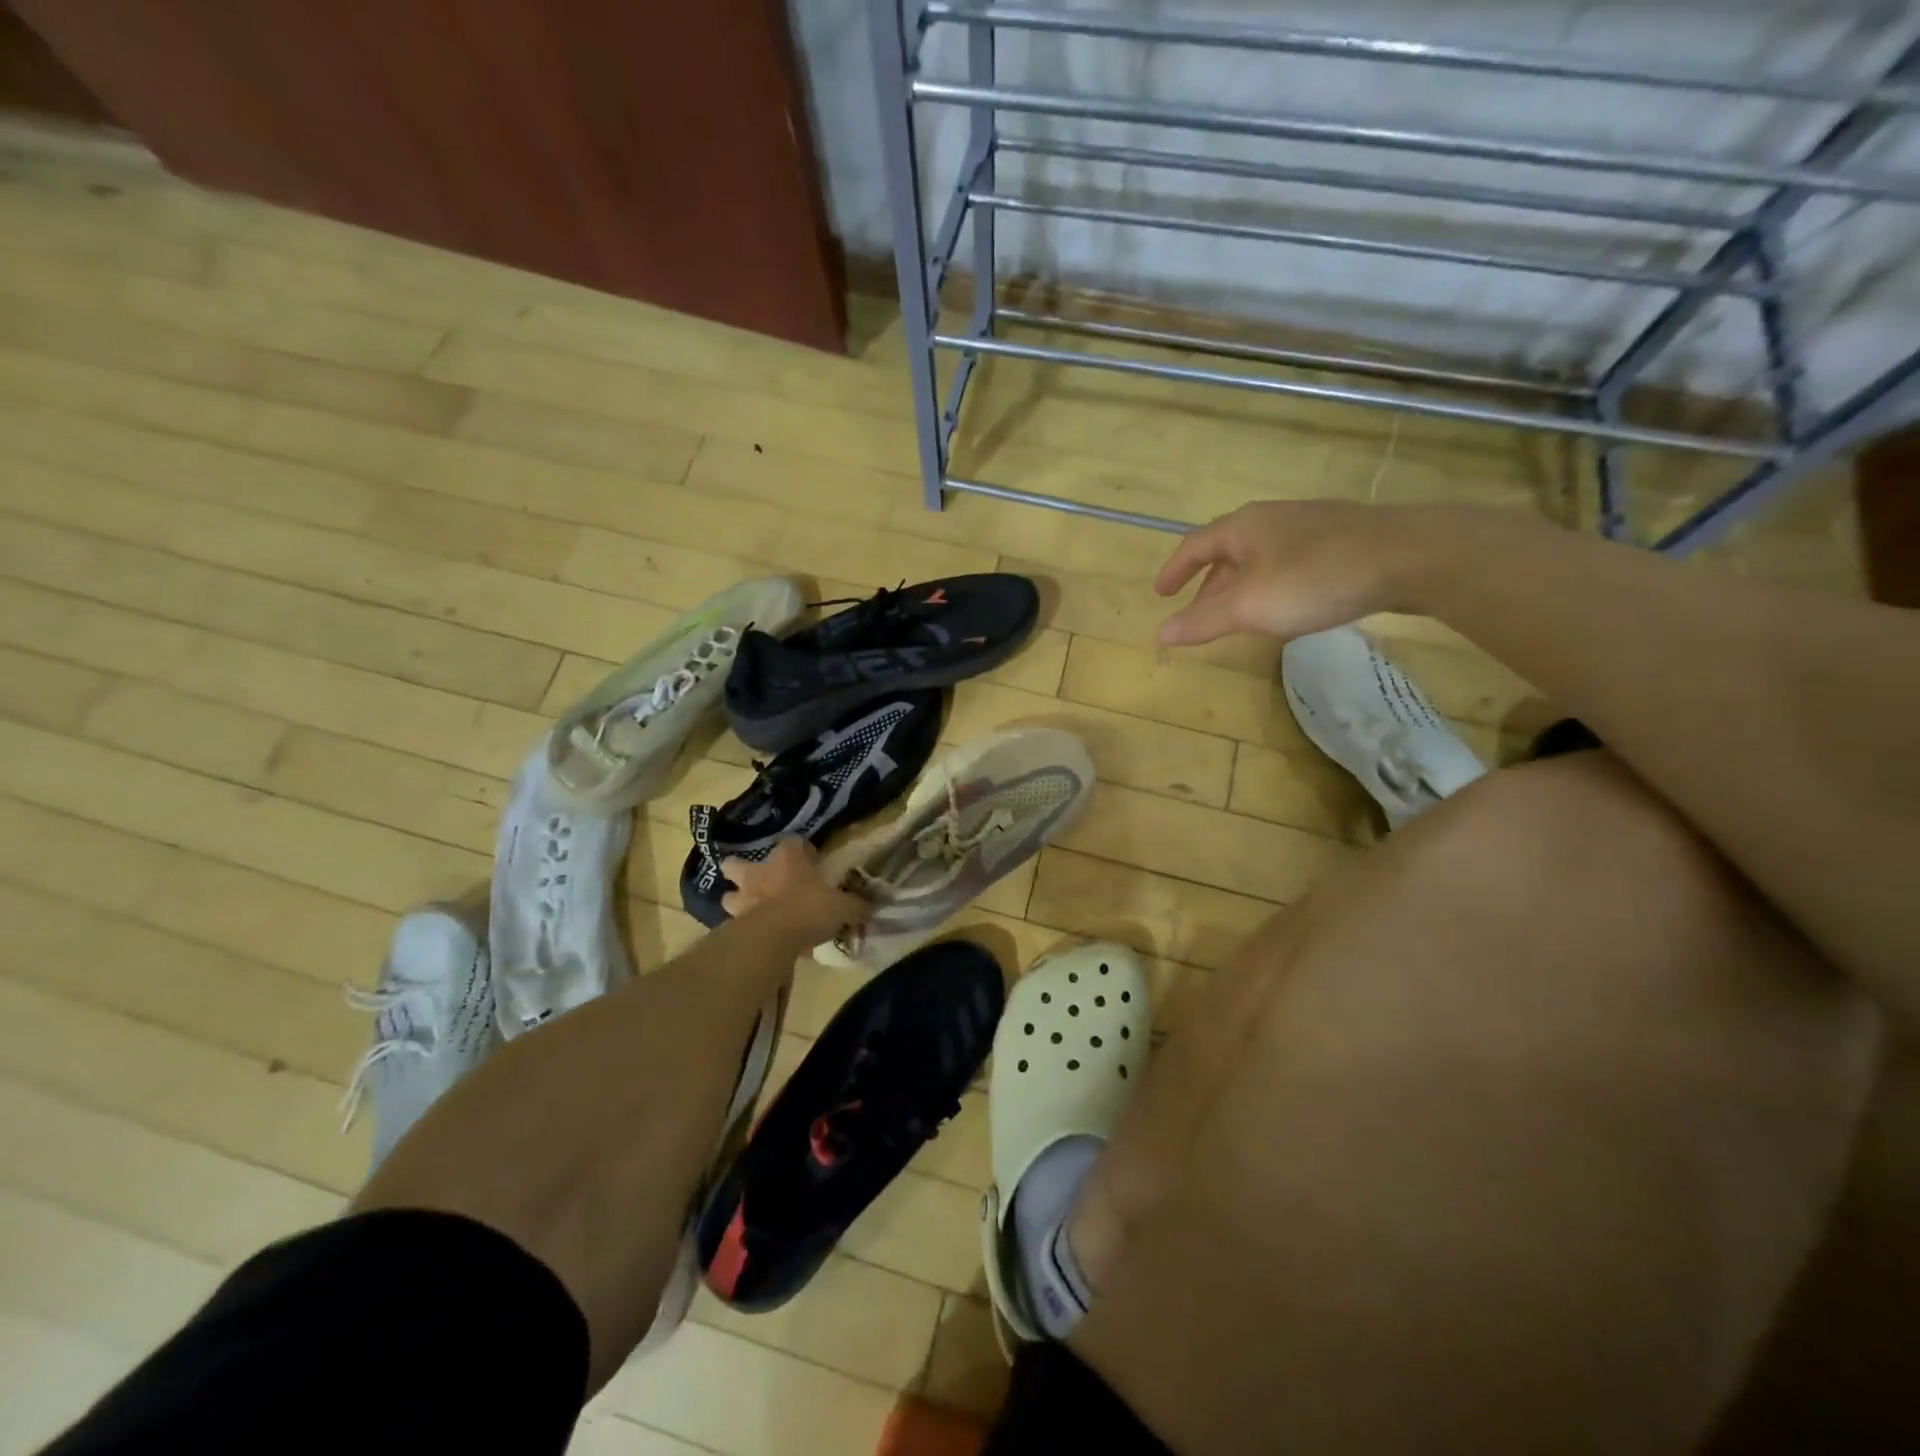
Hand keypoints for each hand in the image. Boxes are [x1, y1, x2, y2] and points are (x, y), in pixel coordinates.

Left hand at [720, 838, 865, 944]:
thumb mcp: (842, 907)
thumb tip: (871, 908)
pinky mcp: (734, 925)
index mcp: (788, 859)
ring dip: (738, 901)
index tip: (811, 861)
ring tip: (752, 911)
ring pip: (729, 895)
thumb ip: (855, 906)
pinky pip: (735, 924)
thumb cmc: (810, 908)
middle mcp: (760, 873)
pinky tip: (757, 938)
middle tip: (760, 881)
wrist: (774, 937)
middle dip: (743, 870)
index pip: (792, 842)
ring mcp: (742, 899)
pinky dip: (742, 929)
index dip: (801, 850)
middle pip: (737, 864)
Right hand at [1154, 501, 1429, 646]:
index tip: (1161, 593)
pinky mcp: (1341, 538)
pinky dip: (1271, 583)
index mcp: (1242, 528)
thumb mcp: (1249, 607)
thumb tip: (1159, 635)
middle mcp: (1271, 518)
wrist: (1409, 556)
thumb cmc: (1315, 579)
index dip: (1174, 571)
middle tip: (1199, 613)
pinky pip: (1288, 561)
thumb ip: (1202, 621)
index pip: (1194, 546)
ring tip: (1240, 614)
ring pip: (1259, 557)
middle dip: (1208, 584)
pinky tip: (1287, 603)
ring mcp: (1309, 525)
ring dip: (1240, 586)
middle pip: (1226, 551)